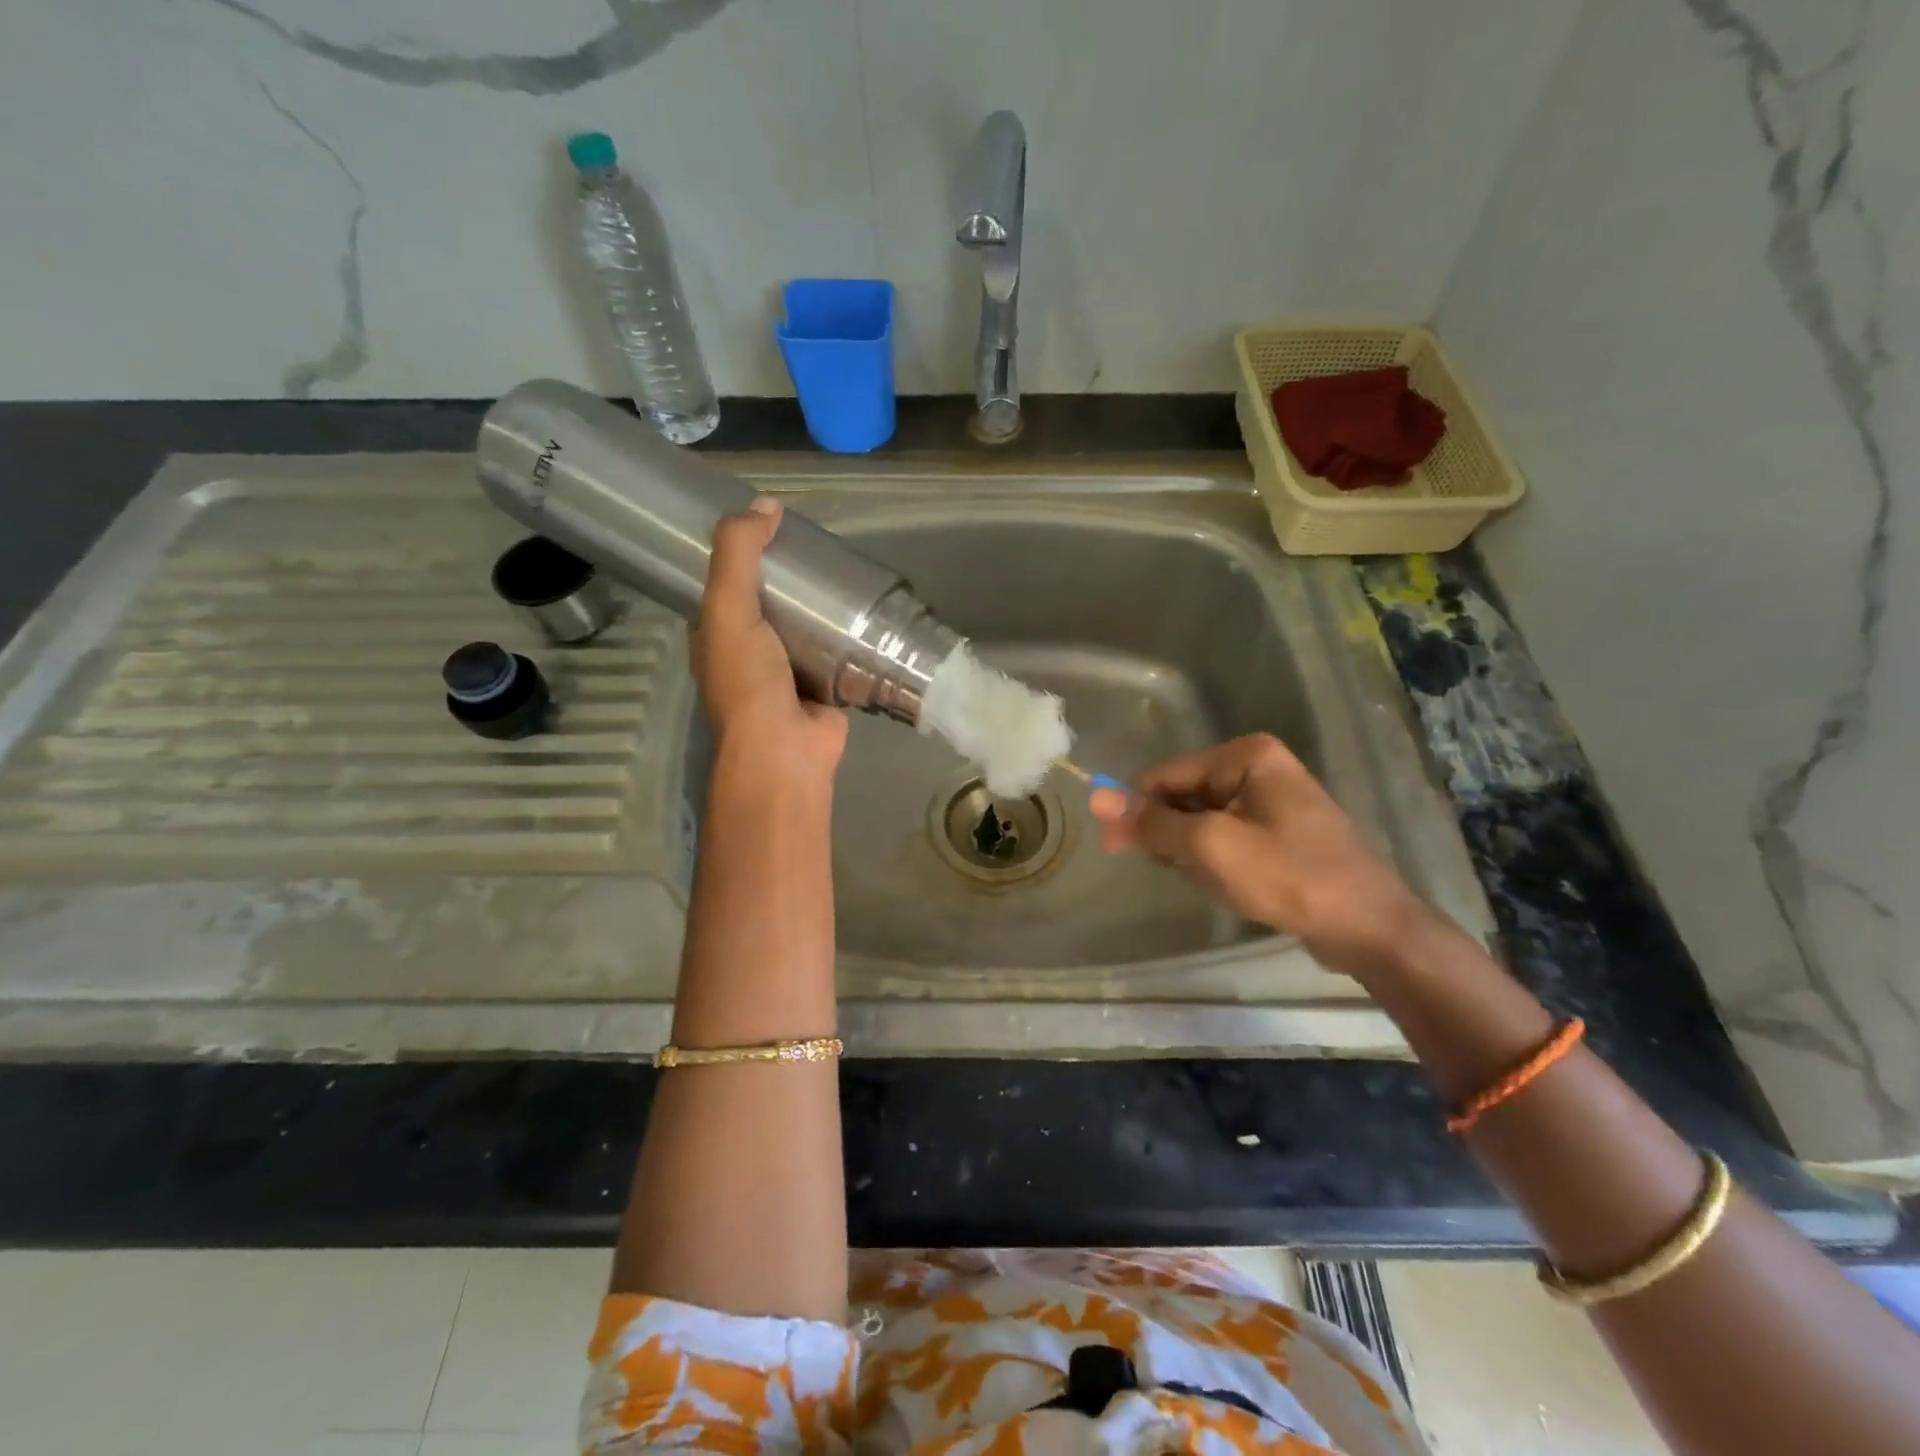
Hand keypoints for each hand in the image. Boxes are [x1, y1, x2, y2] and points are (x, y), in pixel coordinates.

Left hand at [692, 498, 846, 778]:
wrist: (786, 750)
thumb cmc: (749, 682)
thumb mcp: (729, 610)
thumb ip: (738, 556)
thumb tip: (764, 504)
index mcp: (718, 635)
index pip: (727, 583)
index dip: (744, 553)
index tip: (772, 524)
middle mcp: (751, 652)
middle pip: (772, 603)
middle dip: (793, 577)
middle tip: (821, 544)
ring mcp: (790, 672)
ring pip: (807, 627)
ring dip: (824, 606)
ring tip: (849, 569)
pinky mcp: (826, 686)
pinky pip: (838, 652)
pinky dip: (850, 635)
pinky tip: (869, 611)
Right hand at [1088, 733, 1435, 979]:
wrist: (1369, 929)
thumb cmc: (1290, 877)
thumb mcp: (1211, 848)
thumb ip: (1152, 823)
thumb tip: (1095, 796)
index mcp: (1245, 756)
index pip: (1164, 775)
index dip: (1138, 811)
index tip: (1118, 849)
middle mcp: (1257, 768)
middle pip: (1182, 796)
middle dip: (1173, 836)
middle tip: (1184, 872)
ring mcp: (1270, 801)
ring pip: (1199, 822)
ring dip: (1194, 854)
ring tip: (1217, 882)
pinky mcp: (1277, 832)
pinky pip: (1224, 838)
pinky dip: (1215, 862)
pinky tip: (1232, 887)